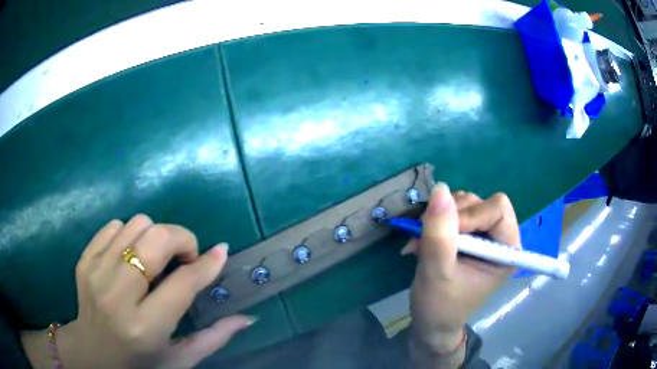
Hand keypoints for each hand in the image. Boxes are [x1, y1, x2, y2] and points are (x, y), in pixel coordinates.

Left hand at [21, 215, 252, 368]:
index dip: (206, 264)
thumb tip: (246, 317)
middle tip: (185, 257)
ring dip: (155, 236)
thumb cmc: (140, 362)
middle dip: (181, 239)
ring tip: (156, 259)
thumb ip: (213, 339)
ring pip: (136, 224)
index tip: (220, 251)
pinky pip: (114, 225)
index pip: (182, 284)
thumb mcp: (180, 360)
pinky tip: (131, 256)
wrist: (92, 352)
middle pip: (156, 239)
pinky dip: (130, 234)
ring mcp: (96, 271)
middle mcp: (117, 295)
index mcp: (145, 327)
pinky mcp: (84, 259)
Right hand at [402, 183, 519, 354]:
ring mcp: (483, 235)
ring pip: (465, 203)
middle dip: (452, 216)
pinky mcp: (469, 235)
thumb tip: (440, 189)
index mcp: (507, 249)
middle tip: (429, 236)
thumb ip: (439, 233)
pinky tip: (422, 239)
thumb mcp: (437, 272)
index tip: (445, 235)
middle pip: (481, 202)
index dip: (470, 215)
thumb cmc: (439, 305)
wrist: (430, 322)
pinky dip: (435, 221)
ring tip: (423, 241)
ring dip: (440, 218)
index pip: (498, 209)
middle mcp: (500, 237)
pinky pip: (453, 211)